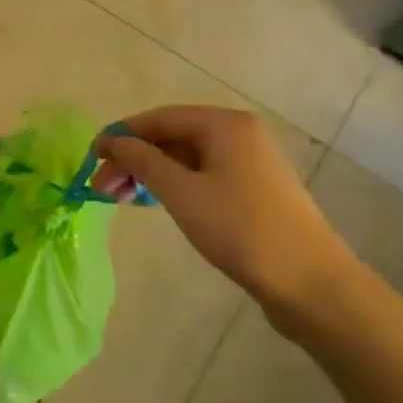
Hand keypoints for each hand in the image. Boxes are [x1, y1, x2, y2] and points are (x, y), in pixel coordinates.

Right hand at [92, 105, 358, 330]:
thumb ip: (143, 160)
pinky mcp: (253, 188)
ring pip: (185, 157)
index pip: (159, 117)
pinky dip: (174, 185)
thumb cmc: (241, 230)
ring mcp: (249, 161)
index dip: (121, 135)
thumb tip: (114, 141)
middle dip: (134, 158)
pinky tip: (154, 203)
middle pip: (172, 136)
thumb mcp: (182, 192)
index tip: (91, 158)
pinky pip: (202, 175)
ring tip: (122, 199)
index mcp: (225, 124)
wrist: (311, 284)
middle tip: (102, 188)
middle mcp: (239, 133)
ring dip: (150, 174)